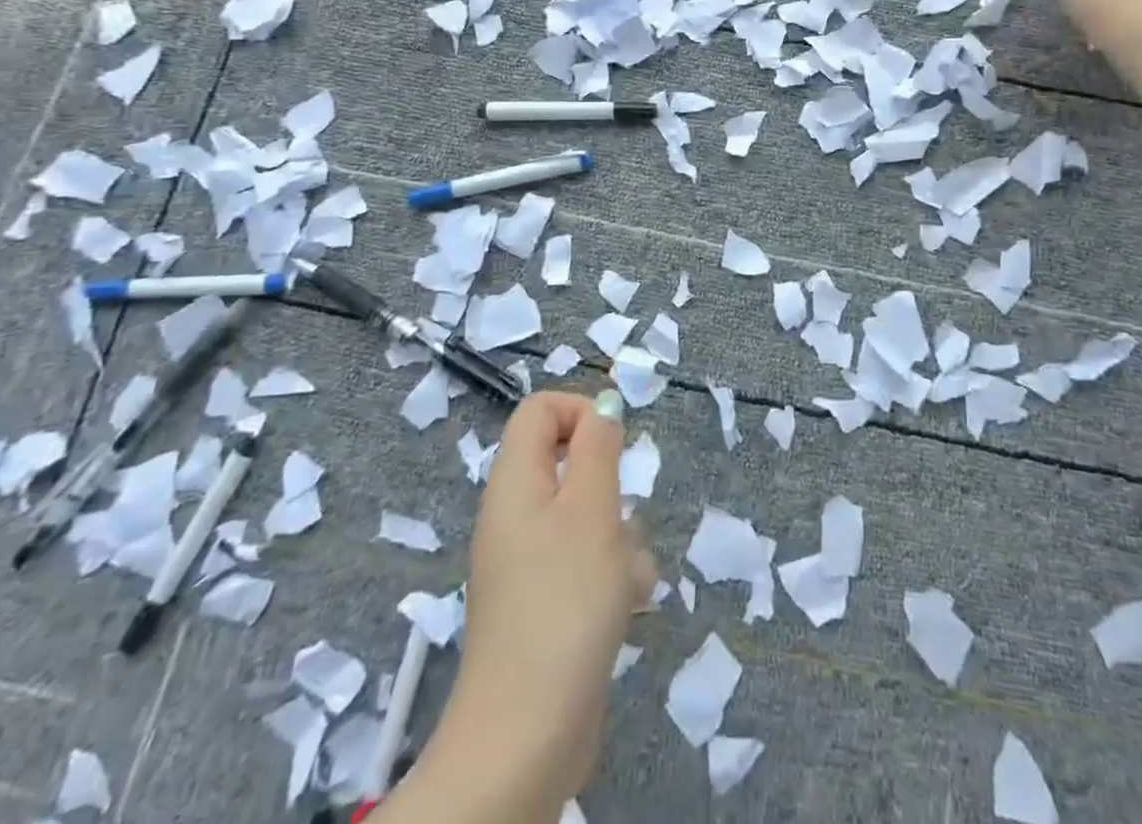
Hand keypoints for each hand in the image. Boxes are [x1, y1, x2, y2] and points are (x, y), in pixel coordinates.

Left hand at [430, 391, 655, 812]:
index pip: (540, 410)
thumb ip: (598, 448)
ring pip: (585, 516)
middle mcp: (514, 515)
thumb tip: (602, 407)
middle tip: (621, 516)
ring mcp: (527, 562)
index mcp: (514, 483)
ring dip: (618, 534)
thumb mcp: (592, 510)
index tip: (615, 446)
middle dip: (609, 484)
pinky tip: (626, 603)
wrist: (527, 735)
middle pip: (567, 462)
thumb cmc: (565, 603)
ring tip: (627, 573)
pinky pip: (583, 562)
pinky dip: (609, 573)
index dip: (581, 412)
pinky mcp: (544, 603)